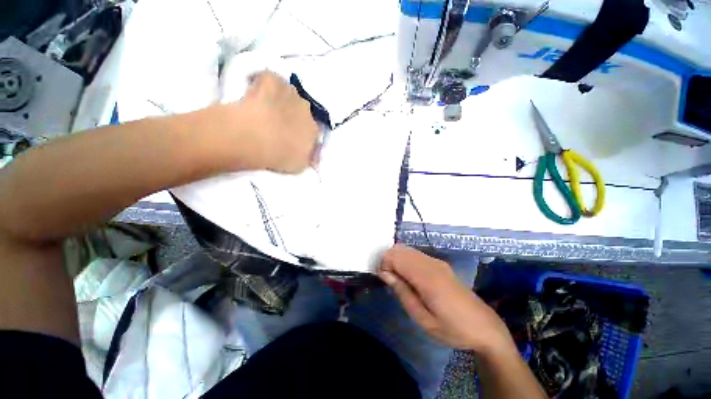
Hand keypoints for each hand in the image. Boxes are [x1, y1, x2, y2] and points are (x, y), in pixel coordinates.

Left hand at [227, 71, 319, 172]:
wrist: (255, 138)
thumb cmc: (279, 156)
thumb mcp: (299, 165)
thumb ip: (308, 158)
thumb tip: (313, 156)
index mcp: (313, 130)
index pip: (312, 130)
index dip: (301, 132)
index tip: (291, 137)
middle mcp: (307, 109)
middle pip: (301, 110)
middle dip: (293, 114)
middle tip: (277, 122)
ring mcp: (290, 93)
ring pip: (288, 93)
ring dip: (280, 98)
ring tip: (265, 107)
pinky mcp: (272, 80)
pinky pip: (269, 78)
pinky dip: (263, 82)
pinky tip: (253, 90)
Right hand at [377, 245, 514, 352]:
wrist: (484, 326)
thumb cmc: (452, 328)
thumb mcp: (423, 319)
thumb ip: (402, 292)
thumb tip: (384, 273)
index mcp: (426, 277)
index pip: (395, 256)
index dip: (384, 264)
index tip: (384, 280)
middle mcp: (430, 263)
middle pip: (399, 249)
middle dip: (388, 261)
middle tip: (390, 281)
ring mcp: (436, 261)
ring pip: (407, 249)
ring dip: (396, 260)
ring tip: (398, 280)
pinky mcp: (439, 264)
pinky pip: (415, 254)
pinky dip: (406, 260)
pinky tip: (410, 278)